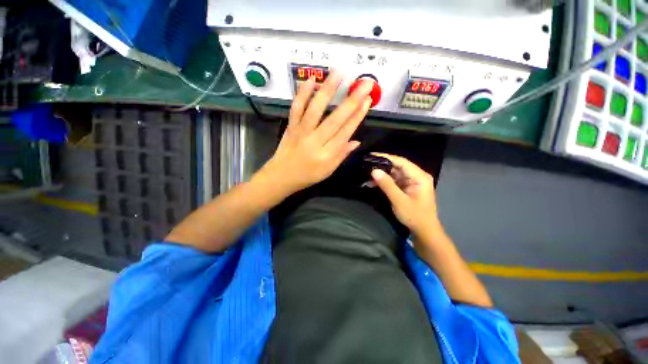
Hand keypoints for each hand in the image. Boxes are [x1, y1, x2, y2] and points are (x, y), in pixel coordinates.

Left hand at [258, 72, 373, 197]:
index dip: (357, 116)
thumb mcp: (328, 171)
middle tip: (364, 84)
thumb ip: (342, 155)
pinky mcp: (291, 126)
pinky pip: (296, 108)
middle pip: (335, 119)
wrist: (282, 176)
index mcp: (327, 155)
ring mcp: (301, 132)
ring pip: (315, 109)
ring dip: (328, 90)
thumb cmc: (307, 176)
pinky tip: (311, 79)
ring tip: (339, 73)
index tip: (367, 101)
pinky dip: (302, 93)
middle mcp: (315, 141)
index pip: (345, 132)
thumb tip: (356, 141)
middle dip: (351, 100)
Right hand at [370, 153, 442, 238]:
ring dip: (382, 174)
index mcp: (419, 176)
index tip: (372, 155)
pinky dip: (384, 182)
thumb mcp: (399, 200)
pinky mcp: (406, 188)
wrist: (424, 231)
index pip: (401, 162)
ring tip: (367, 173)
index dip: (386, 157)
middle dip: (382, 166)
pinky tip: (373, 183)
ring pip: (394, 173)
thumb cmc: (415, 216)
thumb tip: (374, 170)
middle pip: (397, 166)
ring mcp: (411, 182)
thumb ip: (387, 185)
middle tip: (367, 163)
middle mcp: (416, 176)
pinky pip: (393, 181)